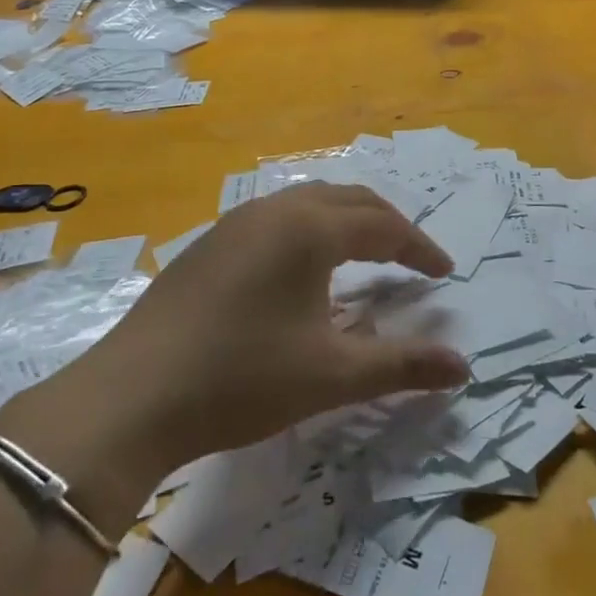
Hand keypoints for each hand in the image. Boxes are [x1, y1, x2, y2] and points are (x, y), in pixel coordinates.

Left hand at [5, 184, 468, 521]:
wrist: (132, 396)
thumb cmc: (241, 378)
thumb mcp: (331, 375)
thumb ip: (402, 365)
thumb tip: (463, 367)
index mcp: (311, 228)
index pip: (385, 226)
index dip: (420, 248)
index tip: (445, 274)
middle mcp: (277, 209)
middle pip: (350, 200)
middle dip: (389, 224)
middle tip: (413, 258)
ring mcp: (238, 221)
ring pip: (311, 202)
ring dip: (348, 220)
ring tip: (367, 253)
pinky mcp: (212, 241)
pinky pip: (279, 217)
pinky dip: (312, 229)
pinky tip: (304, 267)